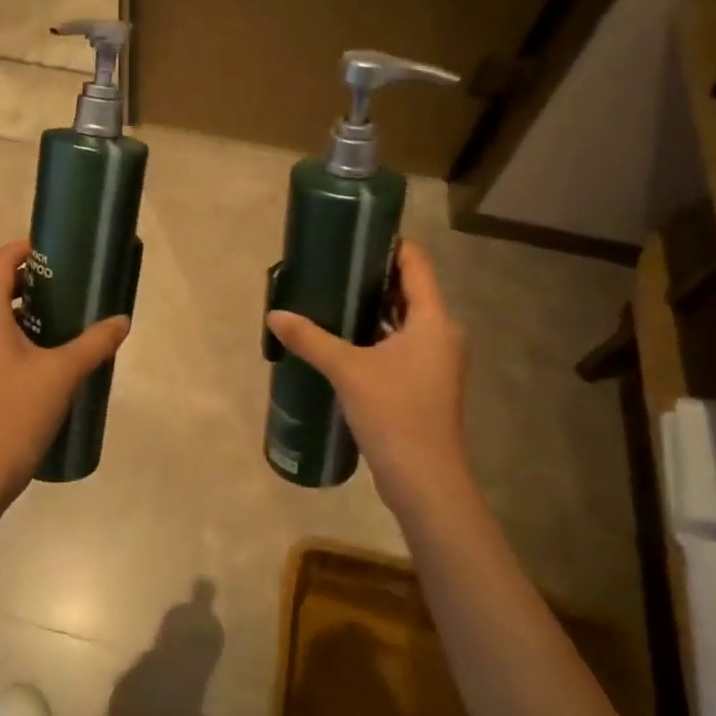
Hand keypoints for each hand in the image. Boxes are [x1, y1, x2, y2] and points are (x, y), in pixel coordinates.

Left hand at [0, 238, 130, 507]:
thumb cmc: (17, 412)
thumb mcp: (63, 373)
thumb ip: (95, 343)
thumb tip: (121, 321)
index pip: (0, 262)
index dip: (25, 249)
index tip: (55, 253)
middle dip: (30, 284)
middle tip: (67, 290)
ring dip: (21, 314)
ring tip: (59, 325)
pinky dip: (10, 338)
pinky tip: (39, 361)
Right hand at [264, 240, 470, 518]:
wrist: (425, 481)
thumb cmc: (394, 414)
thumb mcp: (347, 371)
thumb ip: (310, 339)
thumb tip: (274, 315)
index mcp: (433, 321)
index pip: (416, 265)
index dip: (390, 245)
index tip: (354, 235)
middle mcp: (441, 335)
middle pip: (409, 290)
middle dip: (373, 276)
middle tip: (333, 265)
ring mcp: (435, 361)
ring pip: (404, 320)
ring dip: (373, 308)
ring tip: (332, 296)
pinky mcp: (424, 383)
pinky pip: (400, 344)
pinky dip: (376, 334)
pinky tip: (344, 338)